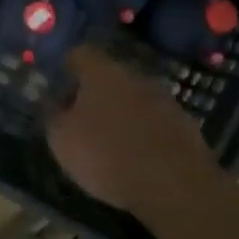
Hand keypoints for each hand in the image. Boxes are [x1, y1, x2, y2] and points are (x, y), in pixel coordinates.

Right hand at [47, 47, 217, 212]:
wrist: (174, 184)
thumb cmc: (107, 155)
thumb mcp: (62, 140)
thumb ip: (54, 116)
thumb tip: (56, 104)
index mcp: (102, 72)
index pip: (79, 54)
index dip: (65, 69)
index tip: (56, 90)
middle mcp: (134, 75)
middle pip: (108, 75)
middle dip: (93, 94)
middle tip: (80, 120)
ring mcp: (163, 97)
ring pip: (133, 97)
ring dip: (120, 112)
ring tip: (109, 141)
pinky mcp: (183, 122)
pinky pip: (154, 119)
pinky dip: (142, 131)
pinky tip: (137, 155)